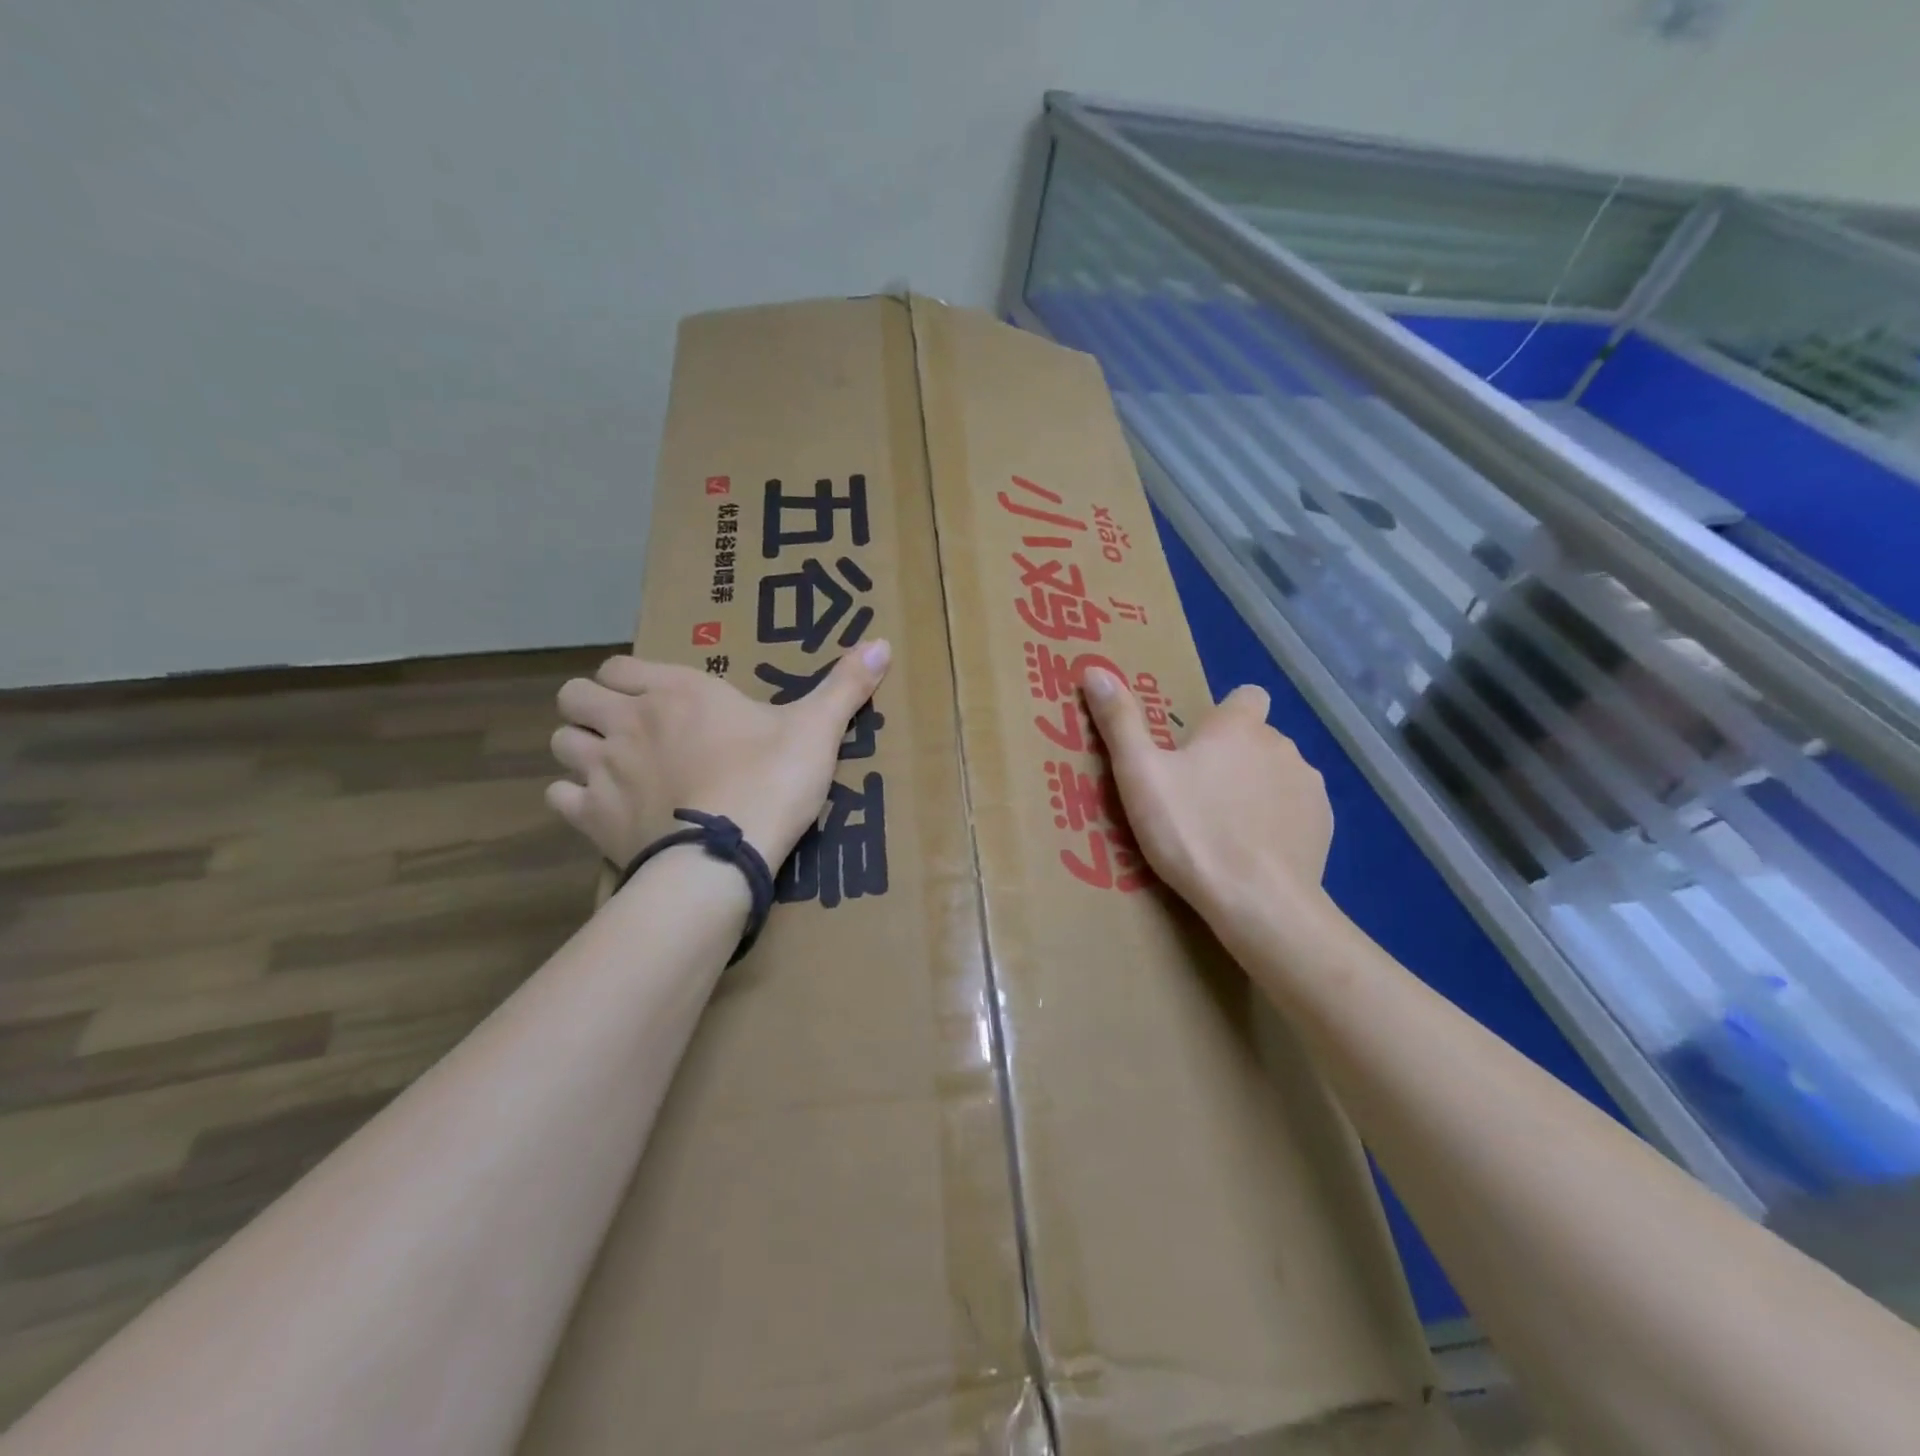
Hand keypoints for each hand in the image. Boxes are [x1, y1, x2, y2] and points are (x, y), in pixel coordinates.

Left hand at [547, 642, 890, 869]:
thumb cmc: (771, 780)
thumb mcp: (816, 730)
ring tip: (613, 768)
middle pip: (574, 697)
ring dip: (580, 750)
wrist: (727, 854)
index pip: (619, 665)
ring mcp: (603, 769)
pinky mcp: (592, 817)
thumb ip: (845, 685)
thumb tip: (883, 641)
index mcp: (676, 691)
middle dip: (592, 707)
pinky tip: (605, 809)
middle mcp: (628, 721)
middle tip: (628, 731)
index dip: (628, 679)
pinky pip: (560, 796)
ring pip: (561, 743)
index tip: (655, 698)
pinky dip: (576, 799)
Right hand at [1081, 667, 1332, 933]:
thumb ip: (1120, 721)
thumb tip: (1095, 670)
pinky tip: (1254, 852)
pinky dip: (1278, 822)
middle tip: (1196, 796)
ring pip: (1279, 774)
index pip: (1246, 696)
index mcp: (1238, 727)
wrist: (1258, 901)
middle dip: (1233, 758)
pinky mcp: (1323, 825)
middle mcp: (1281, 745)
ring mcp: (1309, 786)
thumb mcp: (1140, 776)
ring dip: (1257, 789)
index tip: (1199, 745)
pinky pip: (1296, 810)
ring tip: (1224, 829)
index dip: (1225, 715)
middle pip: (1257, 739)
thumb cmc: (1192, 832)